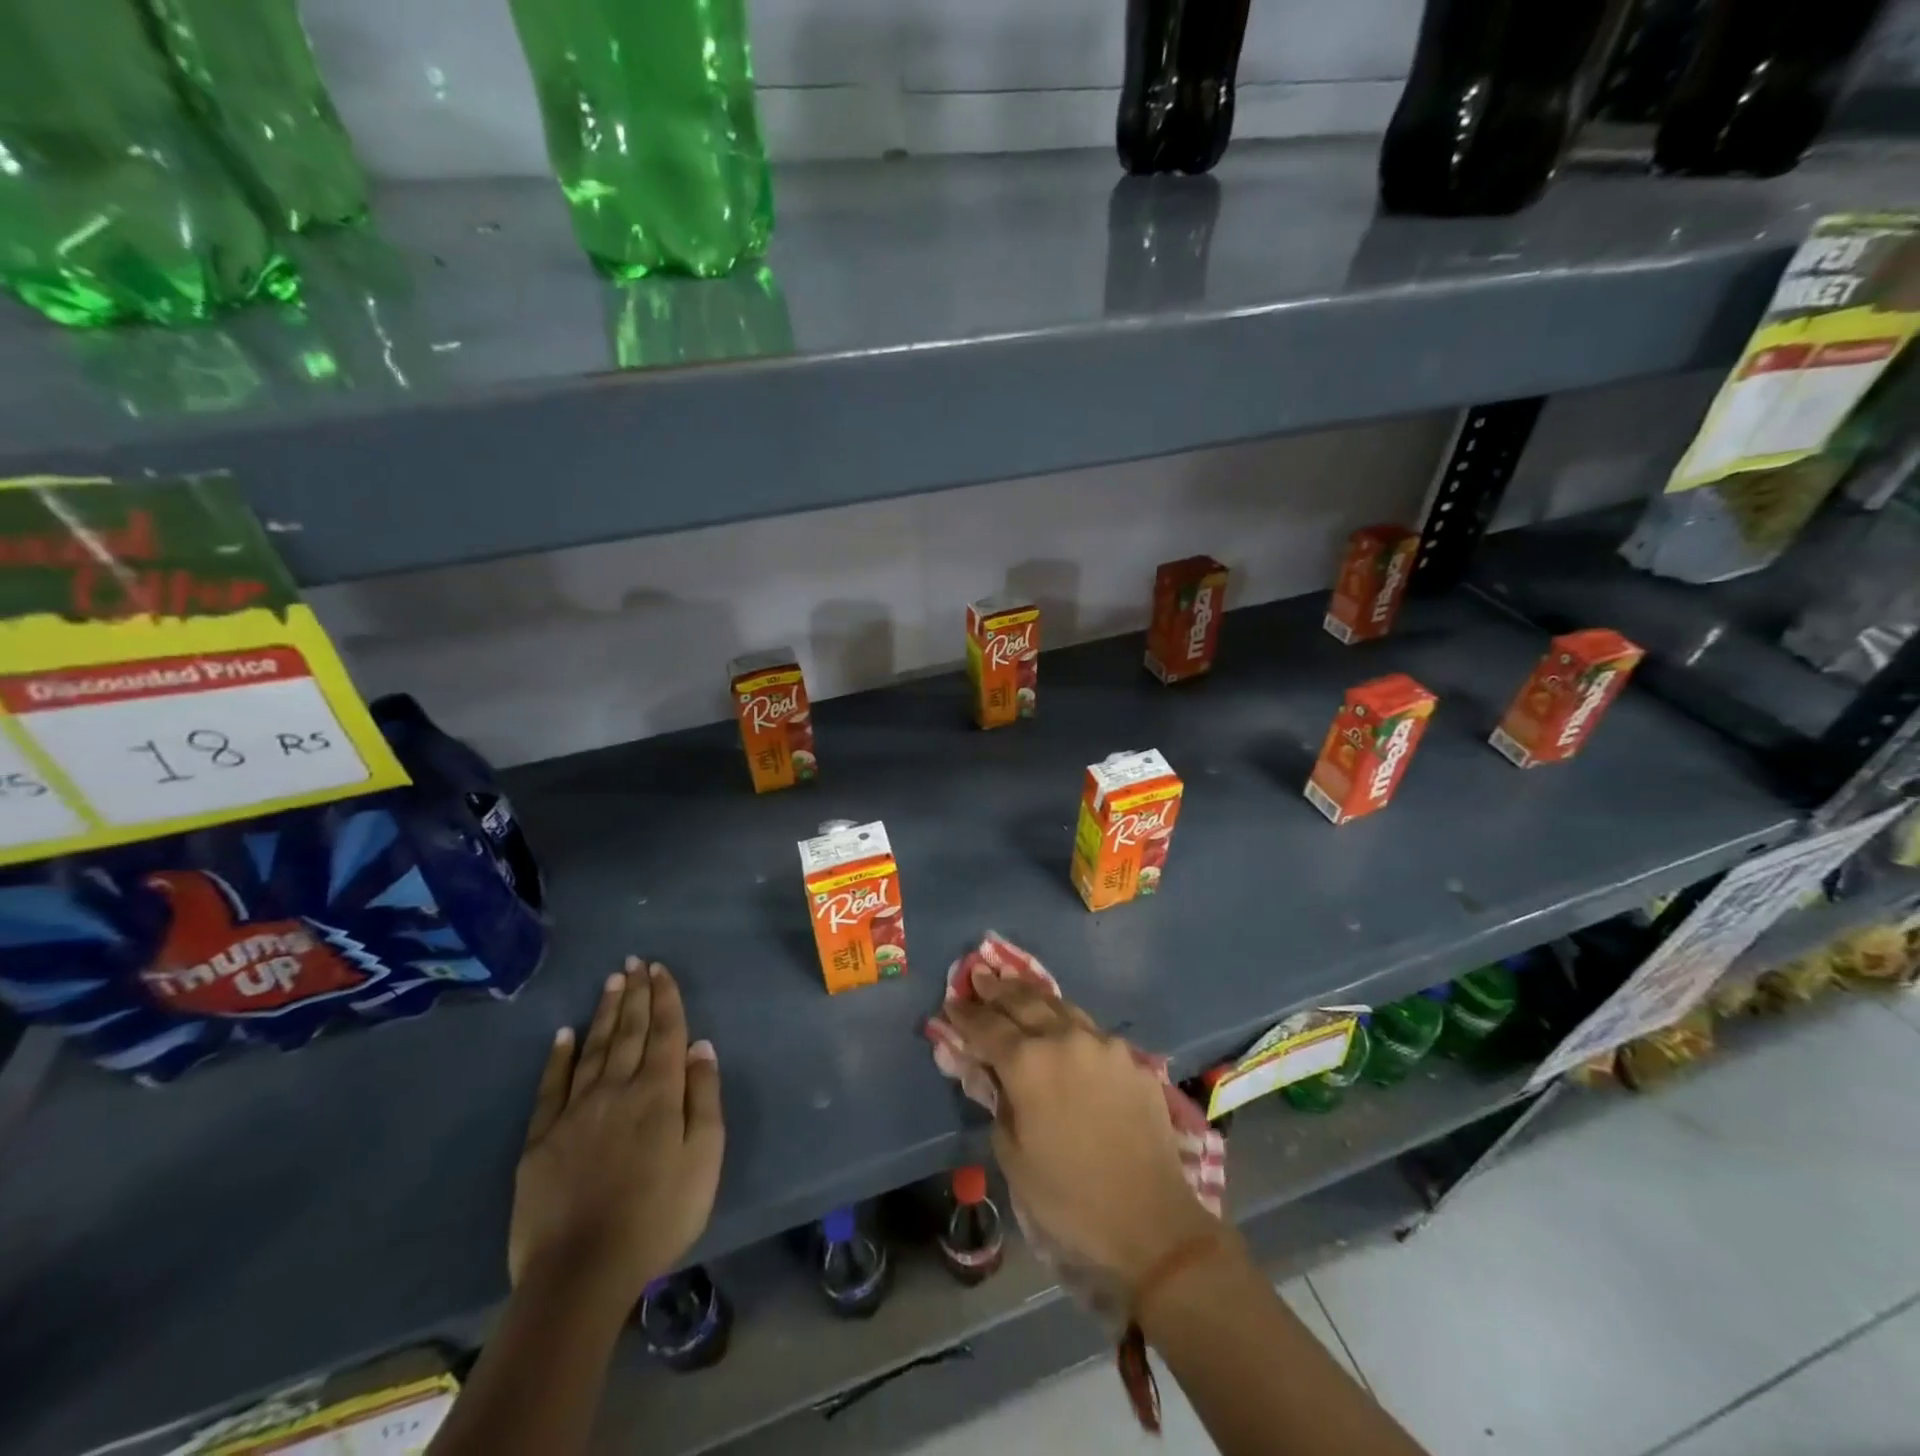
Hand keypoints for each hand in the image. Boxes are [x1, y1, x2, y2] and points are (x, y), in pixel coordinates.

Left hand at [508, 959, 723, 1304]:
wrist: (581, 1274)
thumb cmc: (658, 1216)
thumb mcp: (704, 1159)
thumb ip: (704, 1098)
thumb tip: (702, 1046)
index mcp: (659, 1093)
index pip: (666, 1033)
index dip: (665, 998)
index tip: (661, 969)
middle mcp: (617, 1089)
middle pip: (630, 1032)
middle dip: (635, 994)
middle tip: (635, 962)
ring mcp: (575, 1111)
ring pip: (594, 1048)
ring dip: (605, 1012)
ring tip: (612, 981)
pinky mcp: (541, 1138)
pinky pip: (551, 1086)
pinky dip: (559, 1056)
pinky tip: (564, 1033)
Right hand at [945, 977, 1217, 1296]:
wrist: (1151, 1222)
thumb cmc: (1068, 1198)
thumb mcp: (1012, 1155)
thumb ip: (996, 1100)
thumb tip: (988, 1071)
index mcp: (1028, 1063)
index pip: (987, 1026)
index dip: (965, 1015)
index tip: (950, 1003)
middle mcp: (1065, 1039)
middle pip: (1024, 1002)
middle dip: (997, 989)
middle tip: (980, 975)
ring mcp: (1104, 1044)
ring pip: (1061, 1007)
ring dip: (1034, 998)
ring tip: (1016, 988)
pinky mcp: (1132, 1059)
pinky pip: (1092, 1032)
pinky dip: (1068, 1024)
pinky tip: (1063, 1029)